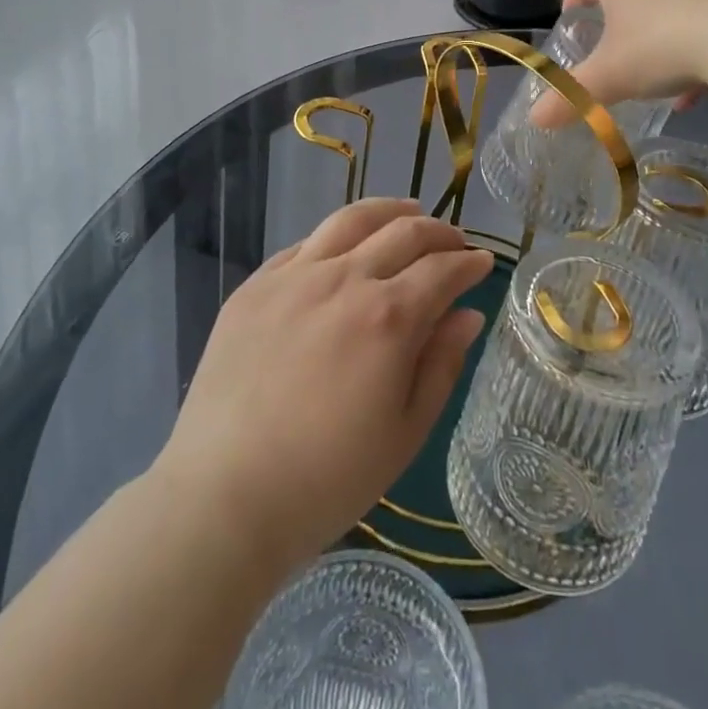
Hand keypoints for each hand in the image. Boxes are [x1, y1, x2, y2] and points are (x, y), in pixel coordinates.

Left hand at [151, 198, 493, 573]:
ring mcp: (295, 276)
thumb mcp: (405, 432)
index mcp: (388, 316)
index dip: (469, 262)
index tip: (483, 262)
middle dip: (439, 232)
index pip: (442, 269)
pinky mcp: (256, 284)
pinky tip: (345, 247)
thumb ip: (441, 364)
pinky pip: (306, 243)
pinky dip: (338, 236)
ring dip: (390, 211)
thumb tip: (467, 314)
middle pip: (403, 232)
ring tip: (408, 212)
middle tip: (453, 242)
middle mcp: (345, 278)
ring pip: (352, 219)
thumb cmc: (327, 479)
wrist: (224, 497)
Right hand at [529, 0, 707, 123]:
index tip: (569, 22)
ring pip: (661, 17)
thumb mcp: (607, 77)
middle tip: (603, 54)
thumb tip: (535, 118)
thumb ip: (571, 97)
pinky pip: (694, 36)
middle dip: (612, 25)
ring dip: (650, 45)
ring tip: (644, 80)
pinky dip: (684, 62)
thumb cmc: (656, 46)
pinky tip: (686, 97)